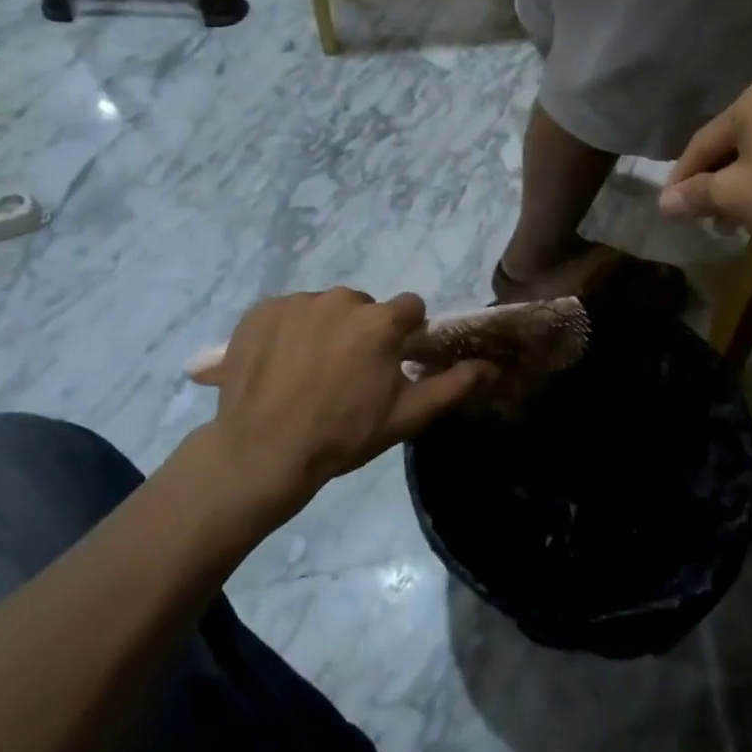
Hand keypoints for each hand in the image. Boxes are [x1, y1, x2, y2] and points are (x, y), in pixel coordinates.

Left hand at [212, 289, 492, 507]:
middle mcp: (341, 299)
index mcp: (380, 321)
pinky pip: (288, 311)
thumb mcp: (404, 417)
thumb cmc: (341, 435)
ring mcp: (297, 302)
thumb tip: (491, 367)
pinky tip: (280, 365)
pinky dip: (289, 331)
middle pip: (365, 307)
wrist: (260, 452)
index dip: (404, 335)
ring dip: (326, 330)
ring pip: (326, 308)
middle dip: (363, 332)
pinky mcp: (261, 310)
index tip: (390, 363)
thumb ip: (452, 386)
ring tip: (309, 373)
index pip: (409, 309)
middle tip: (347, 374)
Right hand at [659, 81, 751, 248]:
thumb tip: (664, 203)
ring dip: (743, 184)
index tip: (670, 209)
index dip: (681, 179)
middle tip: (705, 218)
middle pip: (733, 143)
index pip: (702, 142)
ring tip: (736, 220)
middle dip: (715, 183)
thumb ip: (695, 195)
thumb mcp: (735, 197)